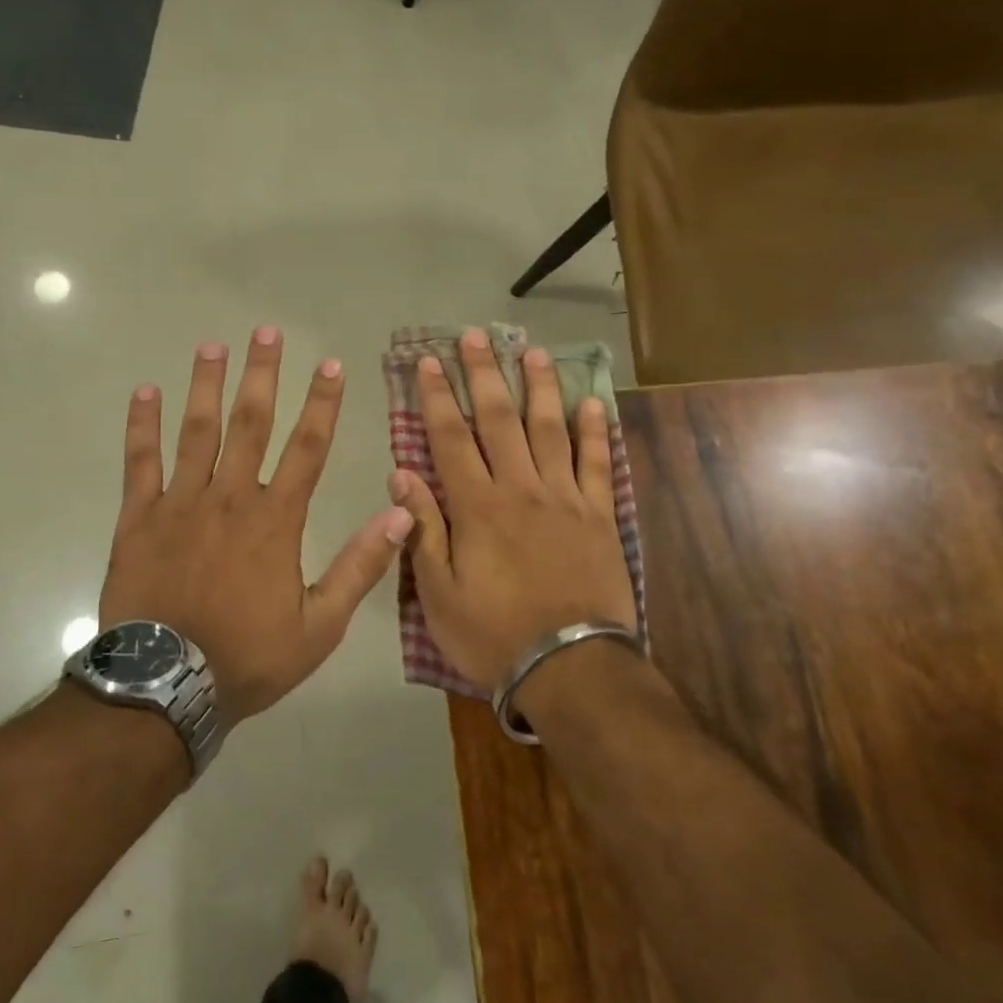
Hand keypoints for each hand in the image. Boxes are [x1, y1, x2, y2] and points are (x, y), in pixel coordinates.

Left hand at [100, 328, 413, 724]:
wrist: (166, 687)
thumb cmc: (248, 657)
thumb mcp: (320, 625)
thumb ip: (360, 567)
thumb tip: (401, 514)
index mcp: (275, 520)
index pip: (308, 448)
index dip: (322, 404)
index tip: (330, 365)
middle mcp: (230, 498)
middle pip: (250, 424)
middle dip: (262, 375)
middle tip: (266, 331)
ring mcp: (180, 504)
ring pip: (196, 432)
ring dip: (206, 386)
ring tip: (212, 346)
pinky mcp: (138, 519)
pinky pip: (140, 462)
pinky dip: (142, 427)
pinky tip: (144, 392)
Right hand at [390, 328, 636, 691]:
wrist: (571, 666)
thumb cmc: (494, 633)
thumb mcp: (439, 593)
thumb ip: (423, 529)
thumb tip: (402, 473)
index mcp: (477, 506)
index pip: (450, 437)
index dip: (436, 396)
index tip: (427, 361)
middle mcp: (521, 488)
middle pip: (499, 420)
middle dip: (483, 374)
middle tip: (476, 336)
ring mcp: (565, 499)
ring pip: (550, 430)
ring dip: (539, 388)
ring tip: (532, 352)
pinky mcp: (600, 516)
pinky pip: (598, 464)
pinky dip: (596, 432)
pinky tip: (593, 403)